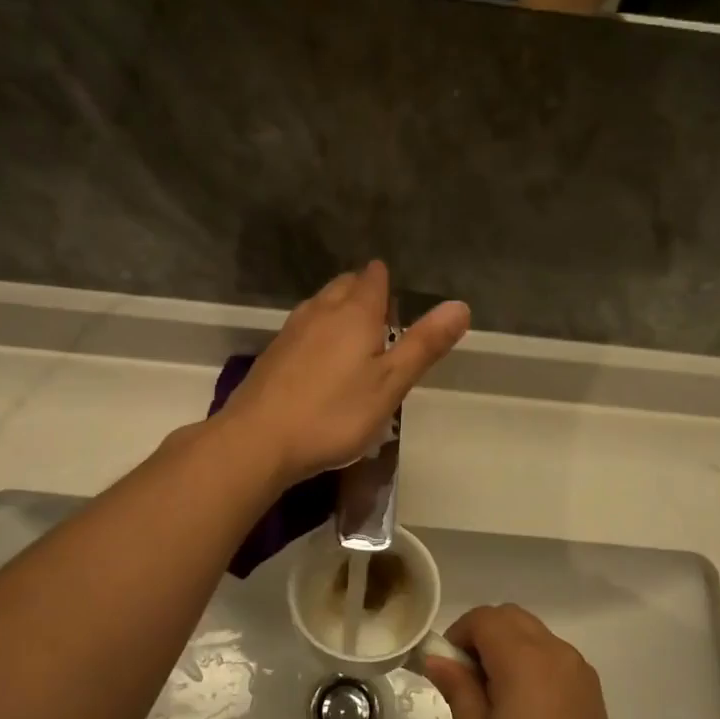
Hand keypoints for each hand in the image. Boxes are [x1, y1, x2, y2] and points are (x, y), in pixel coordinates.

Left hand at [221, 261, 469, 484]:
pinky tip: (321, 362)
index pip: (373, 278)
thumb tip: (460, 305)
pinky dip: (318, 334)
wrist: (259, 440)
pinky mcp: (273, 354)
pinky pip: (303, 329)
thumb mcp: (390, 384)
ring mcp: (291, 331)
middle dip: (363, 293)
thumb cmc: (334, 413)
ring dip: (339, 312)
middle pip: (344, 286)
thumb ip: (424, 344)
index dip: (386, 283)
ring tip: (355, 339)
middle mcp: (320, 311)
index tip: (396, 302)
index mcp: (355, 313)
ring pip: (320, 305)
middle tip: (382, 321)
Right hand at [423, 605, 643, 718]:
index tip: (448, 668)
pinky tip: (525, 707)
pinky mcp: (590, 686)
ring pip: (532, 633)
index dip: (459, 634)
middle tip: (467, 679)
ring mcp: (577, 667)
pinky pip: (552, 654)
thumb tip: (438, 659)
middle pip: (510, 616)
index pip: (484, 618)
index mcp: (523, 658)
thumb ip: (458, 688)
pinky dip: (530, 660)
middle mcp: (554, 651)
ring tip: (496, 696)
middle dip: (482, 634)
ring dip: (507, 646)